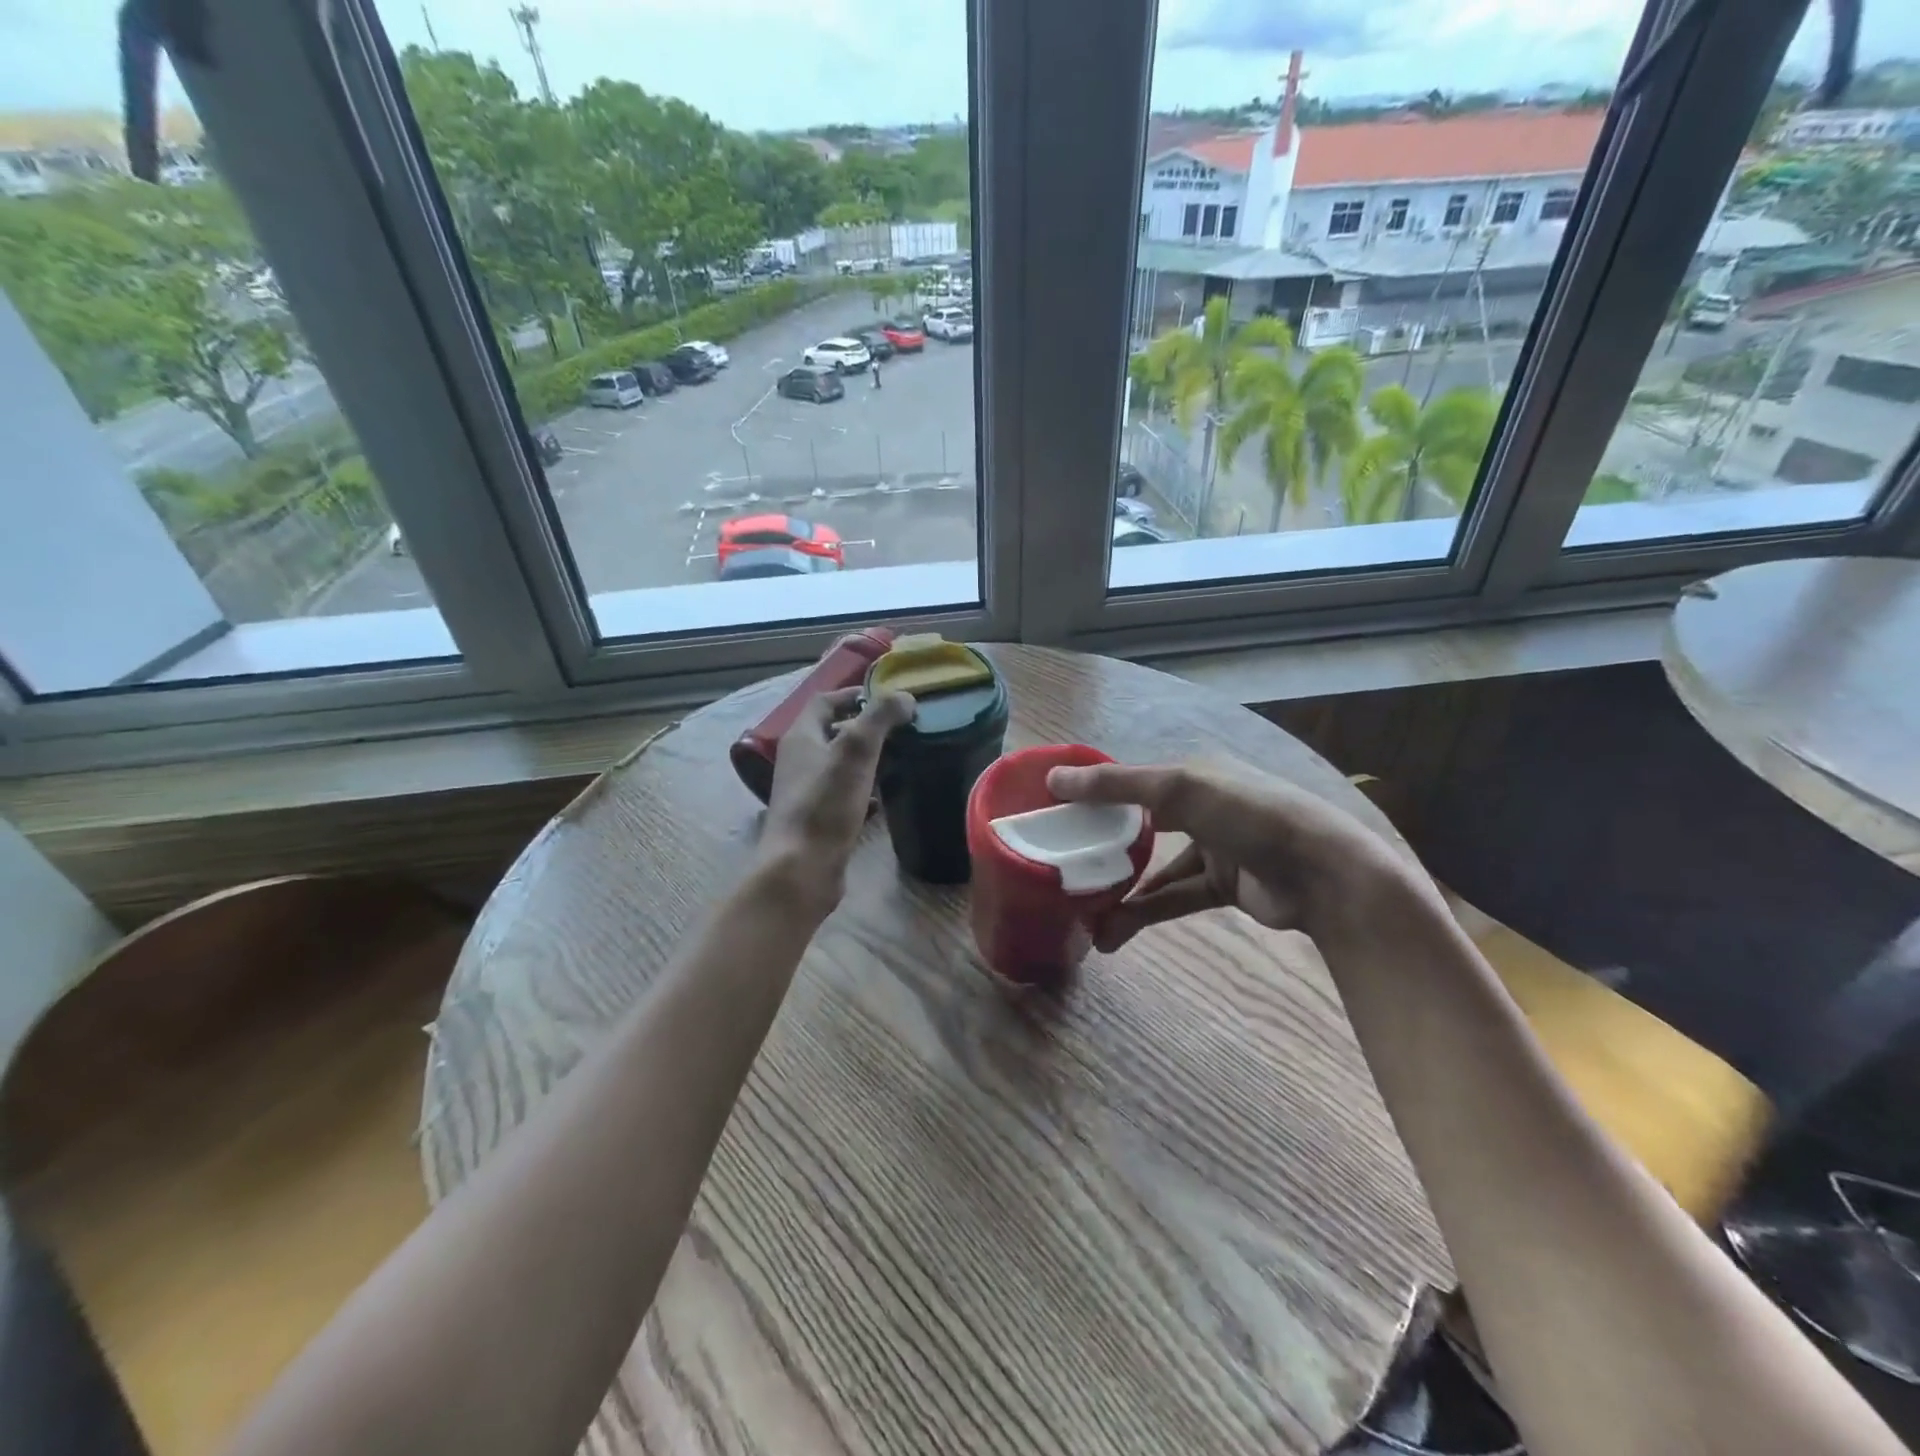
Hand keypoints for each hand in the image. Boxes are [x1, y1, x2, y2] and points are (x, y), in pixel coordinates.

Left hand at [756, 686, 913, 915]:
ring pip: (840, 764)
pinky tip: (885, 799)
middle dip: (865, 726)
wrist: (802, 869)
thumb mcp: (856, 751)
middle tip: (901, 728)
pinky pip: (844, 794)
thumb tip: (905, 696)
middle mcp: (799, 760)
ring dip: (867, 758)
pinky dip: (864, 790)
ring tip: (900, 758)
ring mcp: (806, 791)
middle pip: (833, 731)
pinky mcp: (818, 819)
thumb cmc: (826, 804)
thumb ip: (880, 718)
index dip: (854, 694)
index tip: (888, 698)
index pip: (825, 701)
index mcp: (802, 737)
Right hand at [1045, 758, 1417, 949]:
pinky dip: (1145, 911)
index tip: (1053, 813)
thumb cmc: (1248, 814)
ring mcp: (1214, 847)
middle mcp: (1200, 806)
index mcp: (1191, 772)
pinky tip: (1114, 930)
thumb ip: (1114, 786)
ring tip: (1083, 914)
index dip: (1093, 794)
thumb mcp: (1178, 788)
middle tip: (1064, 865)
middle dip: (1102, 847)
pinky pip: (1174, 896)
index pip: (1130, 780)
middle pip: (1139, 823)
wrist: (1325, 873)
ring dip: (1121, 891)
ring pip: (1154, 868)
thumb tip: (1053, 779)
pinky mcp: (1223, 885)